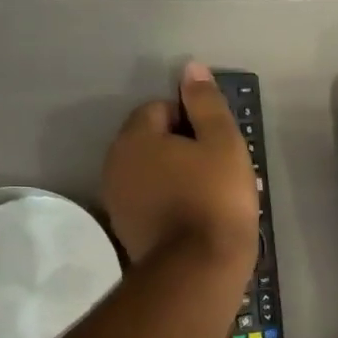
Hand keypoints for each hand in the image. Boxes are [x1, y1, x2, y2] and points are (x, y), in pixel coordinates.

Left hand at [103, 62, 258, 270]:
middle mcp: (115, 164)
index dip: (192, 120)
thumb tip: (191, 68)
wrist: (199, 269)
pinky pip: (150, 200)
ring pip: (151, 172)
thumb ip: (205, 103)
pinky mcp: (126, 230)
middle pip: (152, 140)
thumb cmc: (216, 197)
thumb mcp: (222, 142)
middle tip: (218, 168)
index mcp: (135, 138)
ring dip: (176, 175)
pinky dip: (169, 201)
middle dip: (182, 148)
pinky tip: (195, 216)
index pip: (160, 108)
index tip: (216, 144)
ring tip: (210, 194)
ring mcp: (117, 200)